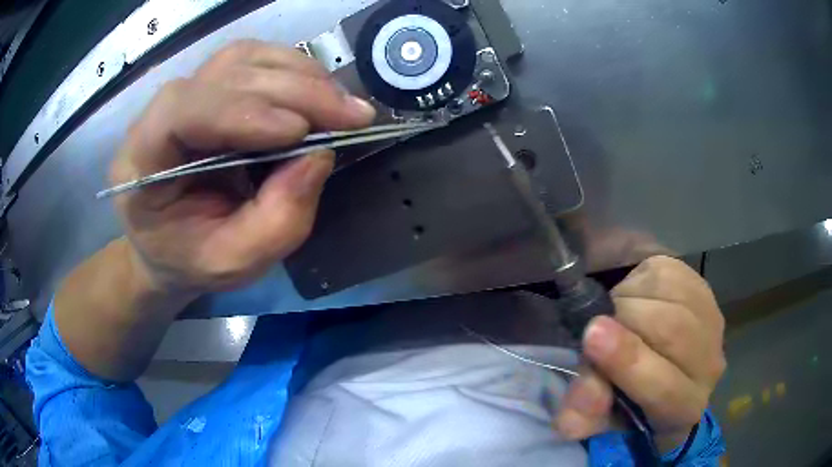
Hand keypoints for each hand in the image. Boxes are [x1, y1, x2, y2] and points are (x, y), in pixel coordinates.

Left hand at [110, 40, 375, 296]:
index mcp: (142, 162)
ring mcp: (187, 91)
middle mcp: (158, 114)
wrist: (168, 243)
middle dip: (293, 91)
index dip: (243, 112)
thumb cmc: (191, 257)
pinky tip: (317, 93)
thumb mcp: (234, 262)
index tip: (301, 132)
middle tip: (351, 114)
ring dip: (299, 75)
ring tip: (339, 105)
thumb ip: (277, 221)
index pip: (184, 112)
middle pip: (225, 76)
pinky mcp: (212, 85)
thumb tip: (320, 155)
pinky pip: (255, 60)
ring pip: (244, 59)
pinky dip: (293, 70)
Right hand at [554, 256, 725, 452]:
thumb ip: (588, 412)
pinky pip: (669, 273)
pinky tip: (633, 297)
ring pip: (671, 295)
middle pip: (672, 331)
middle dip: (627, 320)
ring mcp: (711, 320)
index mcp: (685, 407)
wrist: (659, 361)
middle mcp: (709, 365)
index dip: (628, 363)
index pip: (665, 388)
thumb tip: (567, 423)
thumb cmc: (630, 396)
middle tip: (597, 322)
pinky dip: (641, 280)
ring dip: (631, 299)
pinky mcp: (703, 287)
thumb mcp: (604, 412)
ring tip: (614, 314)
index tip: (592, 337)